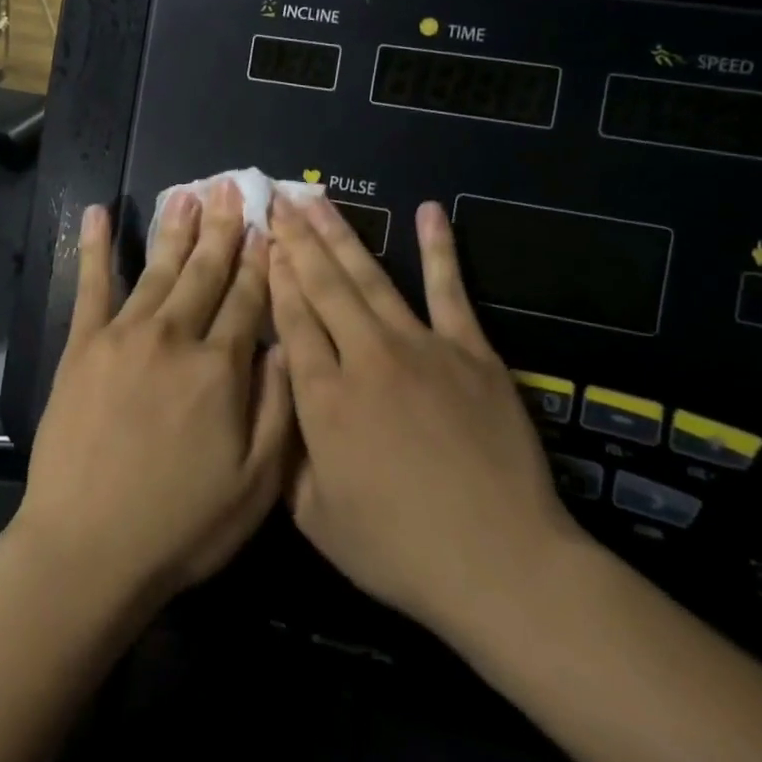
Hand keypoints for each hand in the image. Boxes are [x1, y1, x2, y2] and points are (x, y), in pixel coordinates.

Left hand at [15, 181, 294, 606]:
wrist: (88, 548)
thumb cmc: (181, 525)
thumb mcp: (256, 484)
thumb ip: (277, 408)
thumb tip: (283, 345)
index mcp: (220, 368)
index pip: (248, 299)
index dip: (261, 260)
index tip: (269, 225)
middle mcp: (174, 337)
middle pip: (206, 272)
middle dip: (224, 228)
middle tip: (233, 186)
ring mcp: (124, 336)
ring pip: (159, 269)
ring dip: (176, 228)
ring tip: (189, 192)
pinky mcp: (82, 346)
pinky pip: (91, 285)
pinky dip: (96, 247)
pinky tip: (98, 213)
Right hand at [268, 196, 589, 655]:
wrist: (500, 564)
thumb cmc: (399, 549)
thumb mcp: (316, 517)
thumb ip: (284, 453)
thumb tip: (268, 400)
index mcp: (323, 398)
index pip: (291, 319)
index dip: (274, 275)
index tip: (261, 239)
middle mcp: (365, 357)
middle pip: (323, 285)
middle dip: (295, 238)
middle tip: (276, 199)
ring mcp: (421, 347)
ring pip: (370, 277)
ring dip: (340, 234)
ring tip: (316, 198)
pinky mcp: (471, 351)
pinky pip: (449, 289)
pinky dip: (438, 248)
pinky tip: (427, 211)